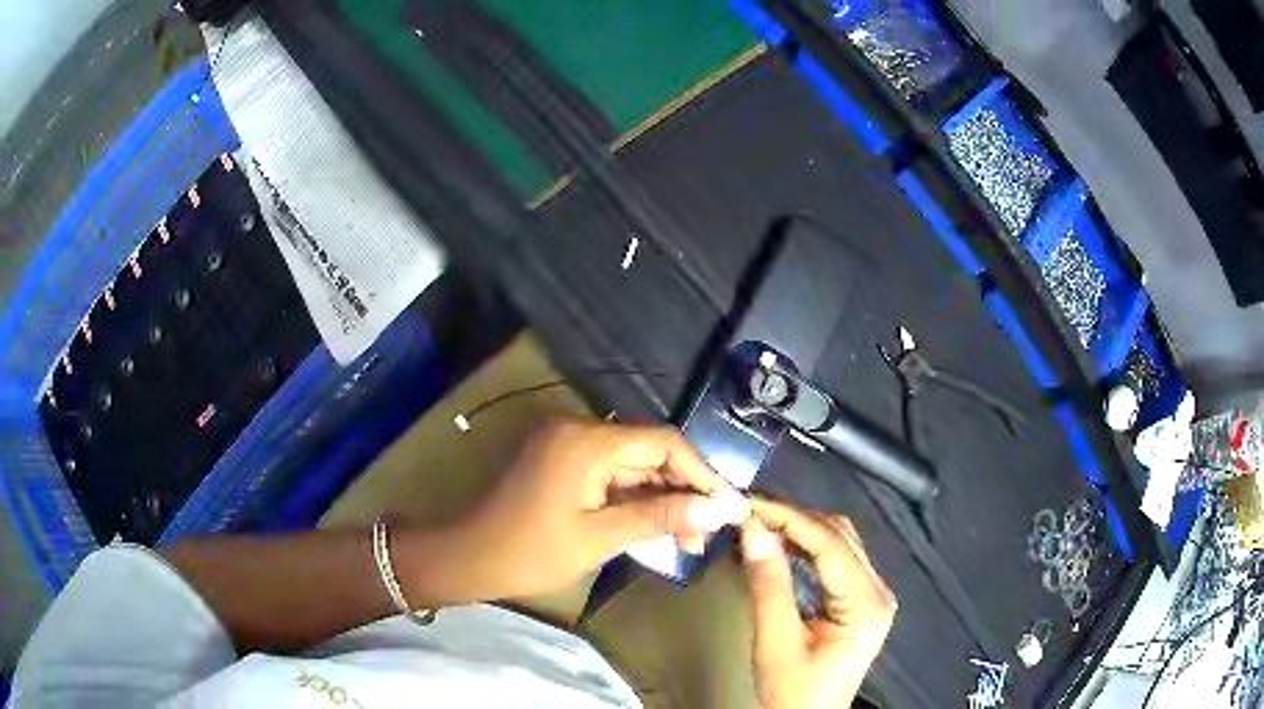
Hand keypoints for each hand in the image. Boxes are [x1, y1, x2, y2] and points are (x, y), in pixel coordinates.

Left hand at [406, 419, 748, 604]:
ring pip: (632, 465)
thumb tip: (719, 510)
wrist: (469, 558)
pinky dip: (634, 499)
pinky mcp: (562, 461)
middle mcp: (579, 430)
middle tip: (707, 533)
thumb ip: (660, 517)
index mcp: (587, 442)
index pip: (662, 443)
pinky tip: (655, 526)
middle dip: (682, 491)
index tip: (728, 507)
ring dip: (660, 497)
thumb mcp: (600, 539)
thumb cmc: (530, 553)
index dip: (701, 473)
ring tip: (688, 538)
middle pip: (648, 453)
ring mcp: (568, 444)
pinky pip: (611, 474)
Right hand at [740, 498, 896, 708]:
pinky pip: (837, 559)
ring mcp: (873, 594)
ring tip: (761, 523)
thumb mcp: (776, 643)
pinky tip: (781, 545)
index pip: (831, 544)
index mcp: (866, 603)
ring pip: (841, 542)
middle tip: (751, 513)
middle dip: (795, 519)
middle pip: (841, 536)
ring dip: (801, 529)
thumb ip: (769, 585)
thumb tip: (753, 530)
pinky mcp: (861, 599)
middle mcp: (878, 590)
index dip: (790, 518)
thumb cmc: (793, 691)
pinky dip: (808, 547)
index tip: (751, 504)